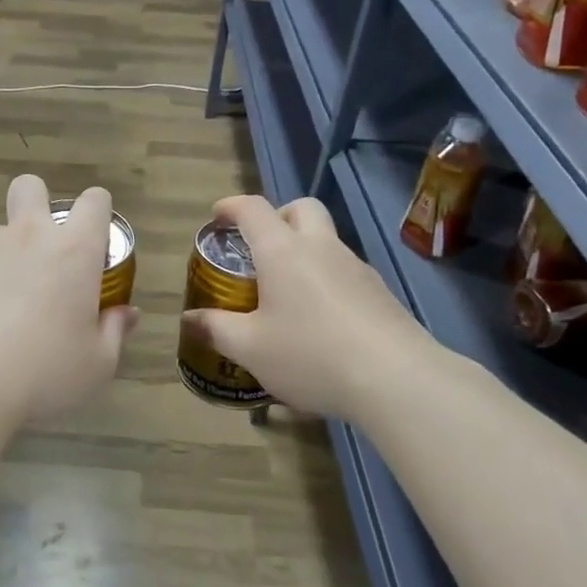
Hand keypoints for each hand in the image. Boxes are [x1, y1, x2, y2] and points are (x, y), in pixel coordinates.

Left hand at [0, 175, 137, 422]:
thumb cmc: (46, 371)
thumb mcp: (98, 363)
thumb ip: (115, 331)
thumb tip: (126, 314)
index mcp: (74, 250)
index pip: (95, 201)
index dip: (100, 213)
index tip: (98, 245)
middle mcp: (29, 237)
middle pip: (31, 187)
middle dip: (40, 203)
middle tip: (49, 251)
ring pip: (1, 230)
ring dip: (12, 252)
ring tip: (13, 303)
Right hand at [181, 194, 447, 421]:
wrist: (397, 379)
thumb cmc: (311, 354)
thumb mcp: (250, 348)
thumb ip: (216, 329)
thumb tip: (189, 319)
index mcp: (283, 251)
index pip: (253, 209)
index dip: (231, 207)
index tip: (217, 217)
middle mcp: (321, 248)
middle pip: (301, 209)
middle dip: (278, 217)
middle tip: (260, 248)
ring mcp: (357, 268)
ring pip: (327, 241)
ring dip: (304, 252)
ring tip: (287, 294)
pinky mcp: (381, 294)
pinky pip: (345, 273)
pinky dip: (326, 282)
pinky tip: (320, 323)